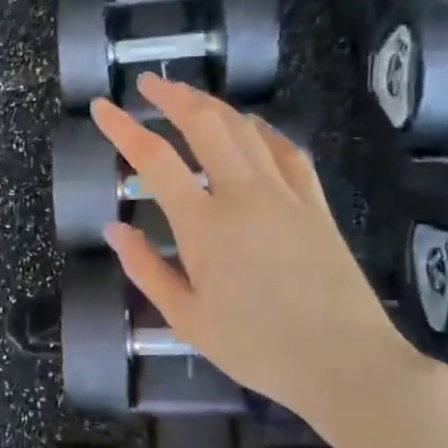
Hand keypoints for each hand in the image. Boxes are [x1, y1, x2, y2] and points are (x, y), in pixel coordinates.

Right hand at [91, 74, 425, 427]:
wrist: (346, 363)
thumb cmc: (257, 348)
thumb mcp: (186, 318)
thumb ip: (146, 269)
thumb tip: (114, 228)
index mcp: (204, 225)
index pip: (154, 159)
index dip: (122, 128)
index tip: (101, 107)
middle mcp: (243, 195)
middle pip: (205, 125)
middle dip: (173, 96)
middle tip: (148, 84)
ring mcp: (285, 195)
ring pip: (246, 130)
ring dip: (213, 105)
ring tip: (190, 98)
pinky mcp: (316, 204)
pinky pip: (287, 151)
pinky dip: (263, 131)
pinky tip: (252, 127)